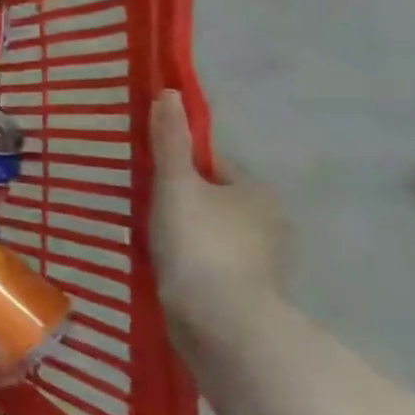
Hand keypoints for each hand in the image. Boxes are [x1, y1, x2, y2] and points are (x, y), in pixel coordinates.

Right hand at [149, 89, 290, 357]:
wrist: (220, 321)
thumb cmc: (198, 242)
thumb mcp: (175, 184)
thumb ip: (170, 142)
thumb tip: (169, 93)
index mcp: (257, 193)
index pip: (215, 167)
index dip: (181, 169)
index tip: (151, 180)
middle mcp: (270, 224)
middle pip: (215, 202)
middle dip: (184, 205)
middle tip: (144, 211)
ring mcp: (262, 264)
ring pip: (214, 236)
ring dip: (187, 237)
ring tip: (150, 243)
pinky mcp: (248, 294)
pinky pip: (213, 267)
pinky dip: (192, 266)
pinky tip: (167, 272)